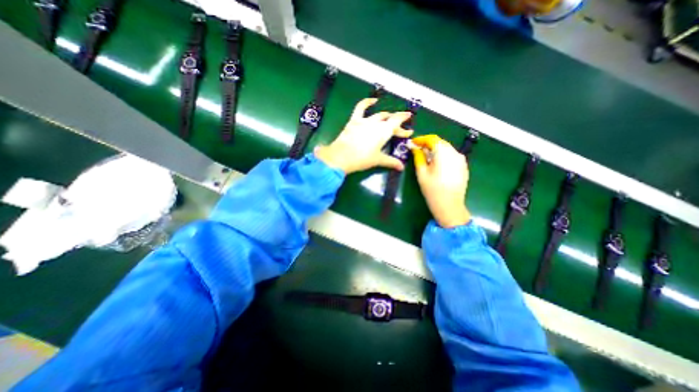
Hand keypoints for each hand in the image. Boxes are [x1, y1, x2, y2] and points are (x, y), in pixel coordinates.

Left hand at [314, 98, 410, 172]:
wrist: (341, 156)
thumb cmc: (362, 159)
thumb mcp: (378, 160)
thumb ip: (391, 162)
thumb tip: (402, 167)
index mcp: (384, 132)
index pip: (397, 124)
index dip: (404, 127)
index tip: (410, 130)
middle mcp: (376, 123)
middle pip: (389, 121)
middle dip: (397, 124)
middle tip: (401, 130)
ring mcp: (365, 120)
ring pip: (379, 115)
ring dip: (386, 115)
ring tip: (390, 117)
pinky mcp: (354, 121)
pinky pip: (360, 108)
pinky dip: (367, 102)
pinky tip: (373, 100)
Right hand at [411, 135, 471, 226]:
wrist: (450, 206)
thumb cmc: (432, 190)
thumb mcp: (422, 173)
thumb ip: (418, 157)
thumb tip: (414, 147)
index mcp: (444, 153)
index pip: (432, 139)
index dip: (421, 139)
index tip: (412, 143)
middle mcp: (455, 153)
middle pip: (440, 143)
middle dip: (428, 144)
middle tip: (417, 150)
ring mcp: (461, 159)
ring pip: (446, 149)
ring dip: (435, 150)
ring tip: (426, 157)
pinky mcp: (463, 166)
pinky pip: (451, 156)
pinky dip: (442, 156)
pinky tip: (436, 164)